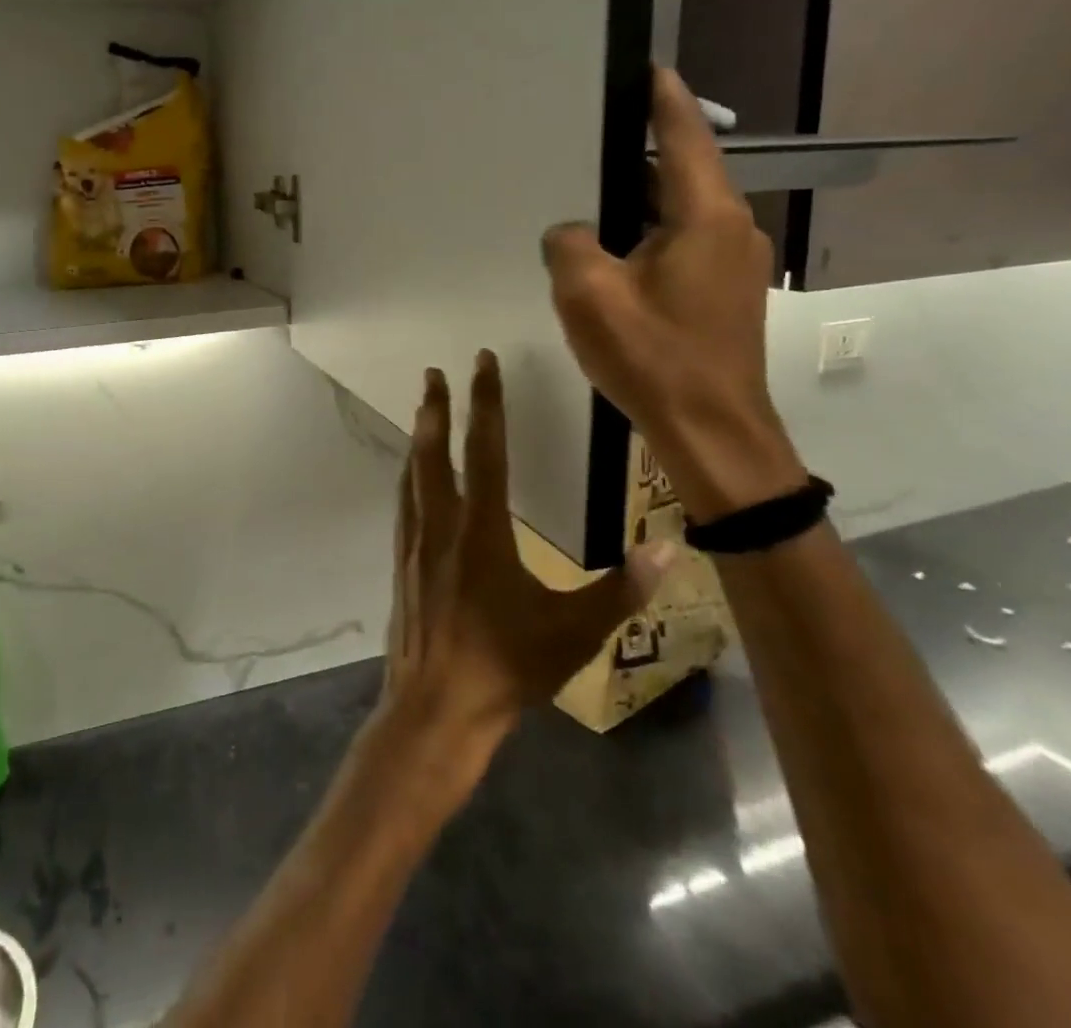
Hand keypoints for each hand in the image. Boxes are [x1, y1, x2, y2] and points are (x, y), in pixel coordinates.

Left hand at [376, 352, 672, 782]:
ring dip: (418, 437)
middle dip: (436, 407)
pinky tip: (412, 477)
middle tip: (433, 372)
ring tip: (422, 411)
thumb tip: (669, 548)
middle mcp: (441, 524)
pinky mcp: (401, 562)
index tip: (481, 362)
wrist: (436, 707)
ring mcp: (414, 542)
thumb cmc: (507, 667)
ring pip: (412, 474)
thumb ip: (622, 589)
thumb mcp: (575, 632)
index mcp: (482, 529)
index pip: (485, 449)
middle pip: (434, 451)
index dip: (486, 402)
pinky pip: (404, 502)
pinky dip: (409, 474)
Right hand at [542, 68, 807, 522]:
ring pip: (681, 210)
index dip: (664, 98)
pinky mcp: (725, 292)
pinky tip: (612, 252)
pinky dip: (648, 233)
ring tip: (589, 195)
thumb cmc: (653, 357)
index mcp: (705, 216)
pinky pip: (683, 242)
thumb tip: (571, 231)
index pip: (685, 135)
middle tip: (589, 137)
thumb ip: (568, 243)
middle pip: (682, 171)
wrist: (711, 432)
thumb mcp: (588, 294)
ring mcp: (733, 262)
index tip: (643, 67)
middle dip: (639, 151)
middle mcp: (731, 228)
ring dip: (640, 199)